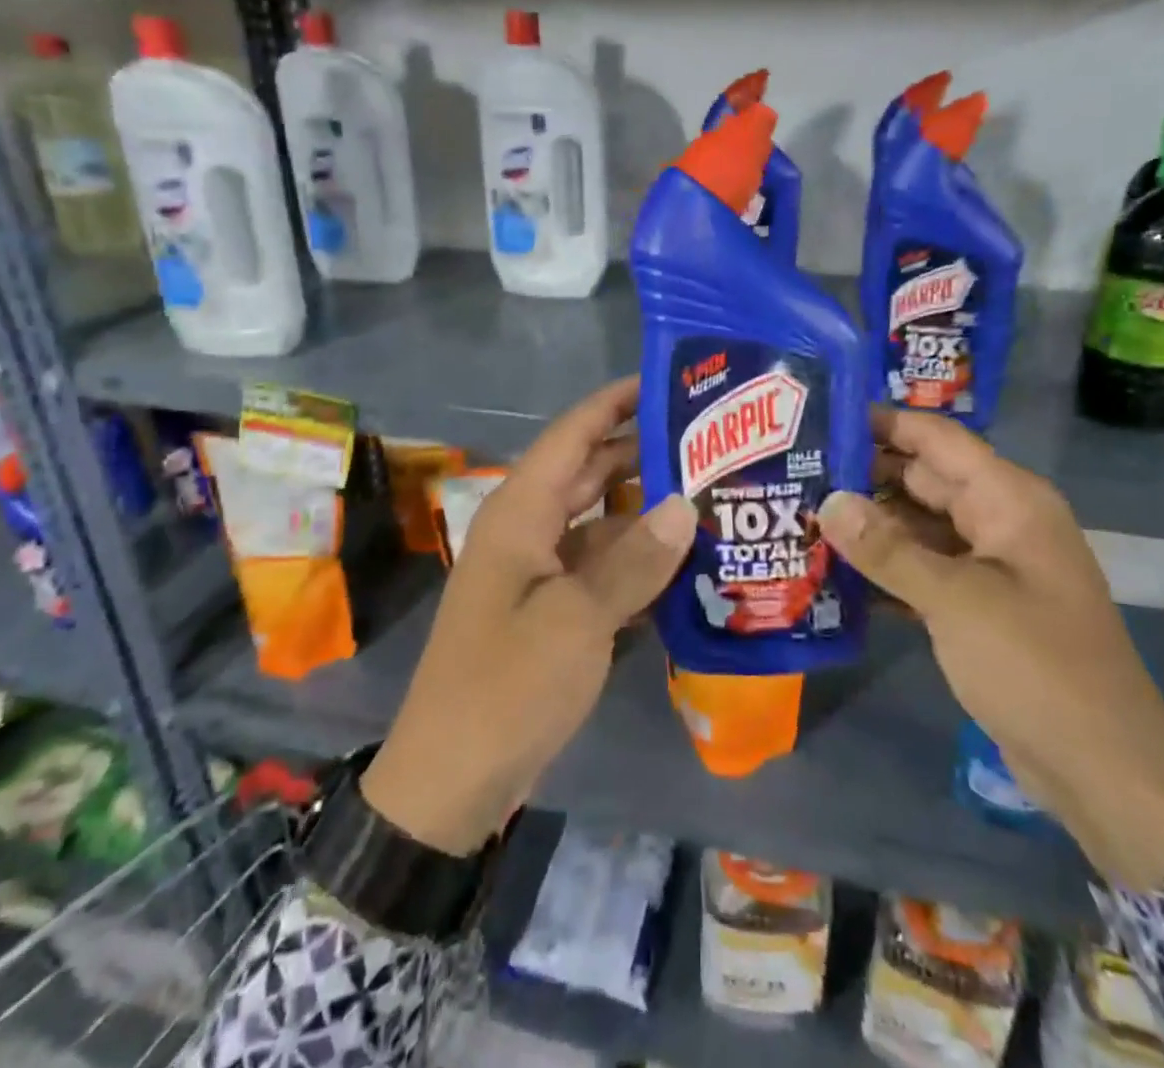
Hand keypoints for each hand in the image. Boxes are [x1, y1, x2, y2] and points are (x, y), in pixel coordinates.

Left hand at [362, 378, 695, 854]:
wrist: (452, 781)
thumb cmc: (506, 687)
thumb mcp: (576, 621)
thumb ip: (633, 560)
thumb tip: (685, 504)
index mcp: (521, 513)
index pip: (573, 434)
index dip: (615, 402)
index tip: (668, 382)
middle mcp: (529, 529)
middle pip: (591, 472)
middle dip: (643, 453)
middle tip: (710, 441)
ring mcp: (540, 571)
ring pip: (601, 521)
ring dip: (647, 511)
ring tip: (712, 496)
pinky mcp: (552, 610)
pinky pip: (601, 567)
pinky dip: (637, 561)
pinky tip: (687, 563)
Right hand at [818, 409, 1163, 890]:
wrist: (1103, 769)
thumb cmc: (1036, 667)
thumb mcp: (956, 601)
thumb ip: (888, 549)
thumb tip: (828, 501)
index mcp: (1009, 500)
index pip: (937, 439)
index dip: (883, 423)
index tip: (822, 416)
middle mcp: (1000, 521)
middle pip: (923, 479)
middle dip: (864, 475)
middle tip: (797, 470)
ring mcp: (990, 565)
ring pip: (919, 526)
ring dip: (870, 524)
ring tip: (802, 514)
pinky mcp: (978, 605)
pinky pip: (924, 568)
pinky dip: (886, 567)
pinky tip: (833, 570)